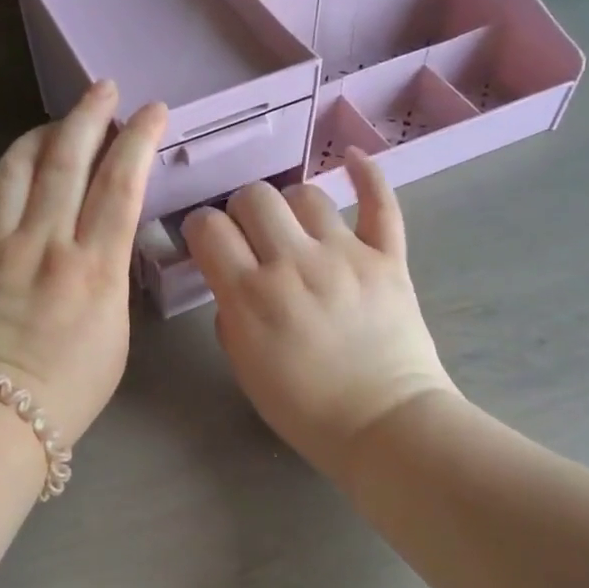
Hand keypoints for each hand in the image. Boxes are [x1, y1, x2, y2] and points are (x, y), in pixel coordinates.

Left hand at [0, 81, 167, 443]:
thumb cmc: (70, 388)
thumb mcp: (115, 332)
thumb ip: (108, 275)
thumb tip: (96, 240)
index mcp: (93, 266)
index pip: (121, 184)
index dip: (138, 139)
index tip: (152, 110)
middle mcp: (44, 244)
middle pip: (67, 161)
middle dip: (89, 116)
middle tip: (102, 90)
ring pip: (13, 170)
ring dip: (37, 139)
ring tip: (54, 129)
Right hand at [181, 150, 456, 478]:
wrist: (385, 427)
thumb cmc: (305, 409)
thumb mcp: (244, 368)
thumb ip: (230, 315)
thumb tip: (234, 281)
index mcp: (250, 295)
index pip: (208, 228)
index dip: (201, 227)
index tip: (207, 240)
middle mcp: (293, 264)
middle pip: (253, 197)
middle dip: (242, 210)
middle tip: (250, 235)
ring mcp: (345, 256)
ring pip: (306, 194)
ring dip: (291, 206)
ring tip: (295, 226)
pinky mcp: (388, 258)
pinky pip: (380, 203)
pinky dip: (367, 176)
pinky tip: (355, 160)